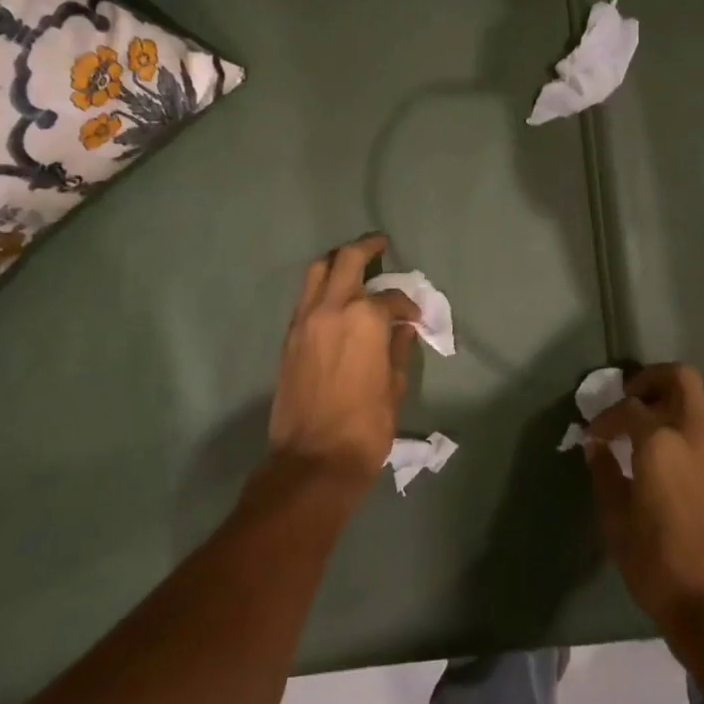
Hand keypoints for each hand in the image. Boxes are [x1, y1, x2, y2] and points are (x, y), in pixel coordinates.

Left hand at [266, 235, 419, 492]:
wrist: (313, 460)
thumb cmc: (365, 426)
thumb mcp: (394, 387)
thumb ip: (399, 349)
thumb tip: (402, 329)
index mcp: (365, 319)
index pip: (391, 297)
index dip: (407, 305)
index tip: (414, 318)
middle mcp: (332, 309)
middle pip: (346, 260)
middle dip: (366, 247)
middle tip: (380, 244)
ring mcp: (305, 321)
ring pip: (317, 272)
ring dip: (337, 262)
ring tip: (353, 264)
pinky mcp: (289, 337)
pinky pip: (305, 298)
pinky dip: (321, 288)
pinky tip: (335, 299)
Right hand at [587, 364, 703, 636]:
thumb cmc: (658, 564)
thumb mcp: (616, 520)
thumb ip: (605, 474)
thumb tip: (597, 447)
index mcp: (661, 443)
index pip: (629, 408)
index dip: (606, 416)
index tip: (593, 433)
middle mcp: (694, 434)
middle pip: (681, 378)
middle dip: (652, 379)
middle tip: (630, 398)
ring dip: (676, 396)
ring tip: (651, 420)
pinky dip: (690, 422)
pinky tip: (671, 452)